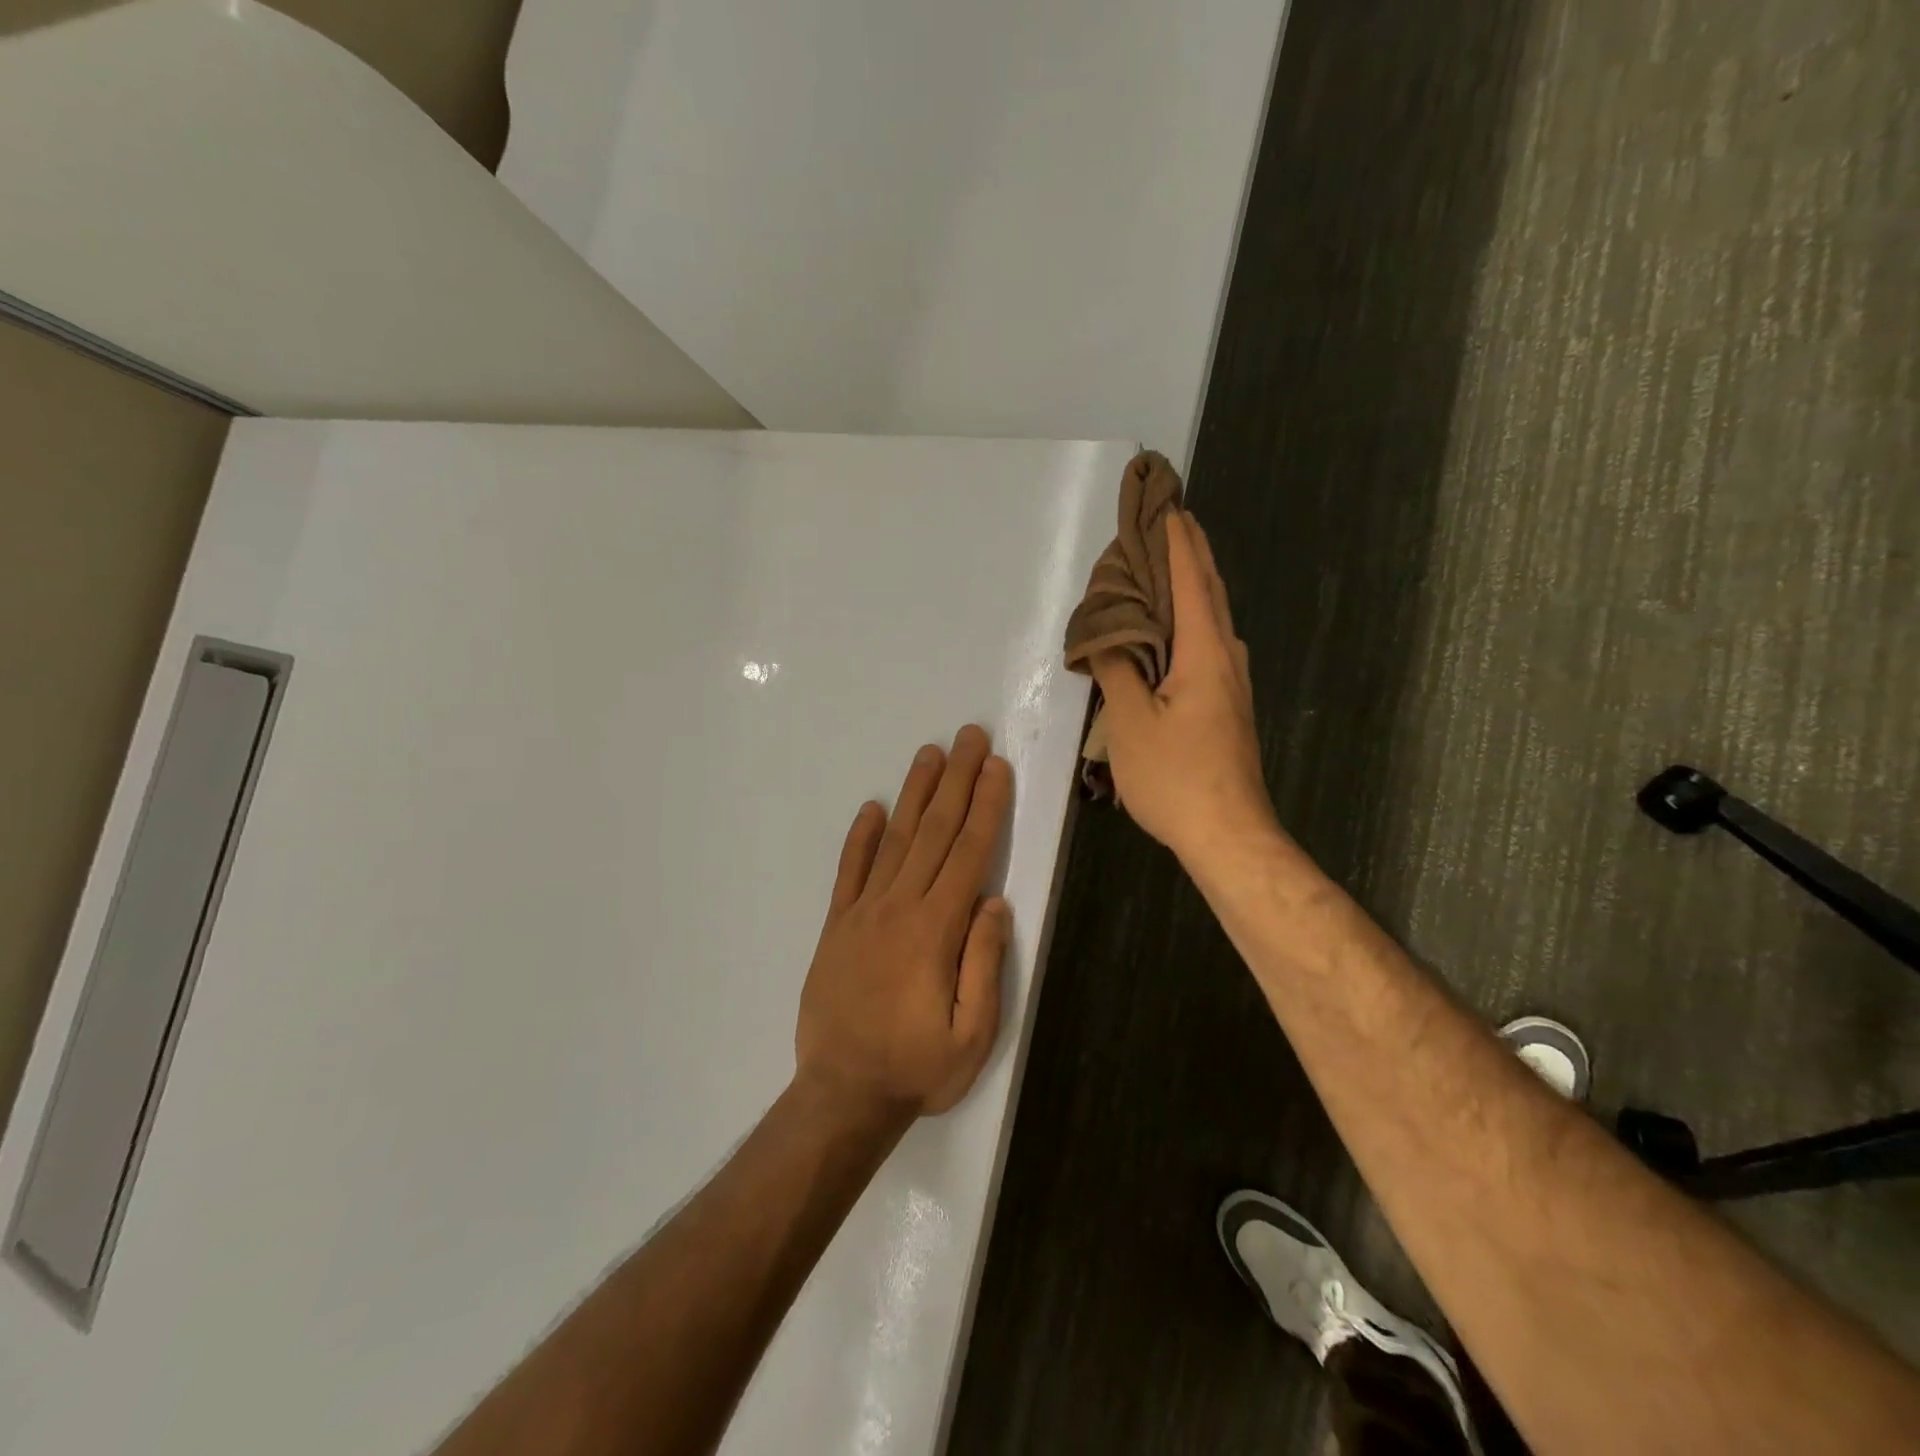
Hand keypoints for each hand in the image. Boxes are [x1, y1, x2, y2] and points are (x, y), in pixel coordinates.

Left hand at [795, 725, 1012, 1125]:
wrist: (841, 1094)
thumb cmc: (916, 1069)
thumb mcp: (972, 1035)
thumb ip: (984, 964)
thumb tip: (994, 902)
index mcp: (936, 930)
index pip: (968, 853)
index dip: (985, 806)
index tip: (995, 767)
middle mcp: (899, 907)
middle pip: (933, 832)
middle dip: (956, 781)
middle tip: (968, 736)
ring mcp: (862, 913)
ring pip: (894, 840)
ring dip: (914, 794)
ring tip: (929, 755)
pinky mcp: (835, 925)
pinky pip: (849, 871)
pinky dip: (860, 837)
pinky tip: (872, 808)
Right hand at [1090, 512, 1274, 866]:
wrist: (1229, 834)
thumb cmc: (1176, 777)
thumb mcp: (1129, 723)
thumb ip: (1116, 671)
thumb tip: (1107, 637)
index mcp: (1204, 653)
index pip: (1190, 581)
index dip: (1177, 542)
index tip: (1167, 505)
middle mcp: (1227, 658)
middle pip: (1210, 593)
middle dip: (1191, 554)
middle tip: (1170, 523)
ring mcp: (1233, 684)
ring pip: (1213, 620)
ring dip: (1193, 587)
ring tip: (1168, 568)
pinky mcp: (1229, 706)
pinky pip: (1209, 645)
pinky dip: (1191, 621)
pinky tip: (1174, 631)